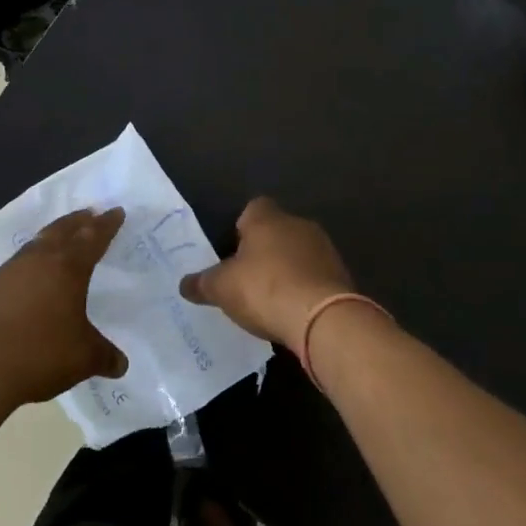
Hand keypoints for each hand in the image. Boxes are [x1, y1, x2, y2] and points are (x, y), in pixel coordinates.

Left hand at [0, 207, 128, 408]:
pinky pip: (22, 258)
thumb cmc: (42, 354)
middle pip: (63, 230)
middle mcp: (41, 259)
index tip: (116, 211)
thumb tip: (121, 364)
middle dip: (80, 220)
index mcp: (68, 268)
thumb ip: (105, 356)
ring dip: (55, 233)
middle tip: (91, 214)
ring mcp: (13, 270)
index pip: (93, 238)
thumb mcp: (84, 358)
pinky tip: (34, 268)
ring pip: (39, 241)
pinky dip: (35, 254)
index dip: (107, 225)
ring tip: (64, 234)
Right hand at [179, 197, 354, 349]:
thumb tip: (184, 285)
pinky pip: (316, 274)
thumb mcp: (222, 288)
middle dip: (265, 250)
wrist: (323, 318)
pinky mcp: (341, 273)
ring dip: (288, 268)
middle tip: (248, 278)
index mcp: (267, 218)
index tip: (233, 251)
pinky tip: (295, 309)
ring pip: (299, 251)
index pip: (253, 208)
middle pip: (277, 230)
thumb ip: (202, 284)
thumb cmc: (265, 289)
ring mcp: (323, 248)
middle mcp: (297, 224)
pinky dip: (306, 287)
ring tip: (272, 298)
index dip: (241, 228)